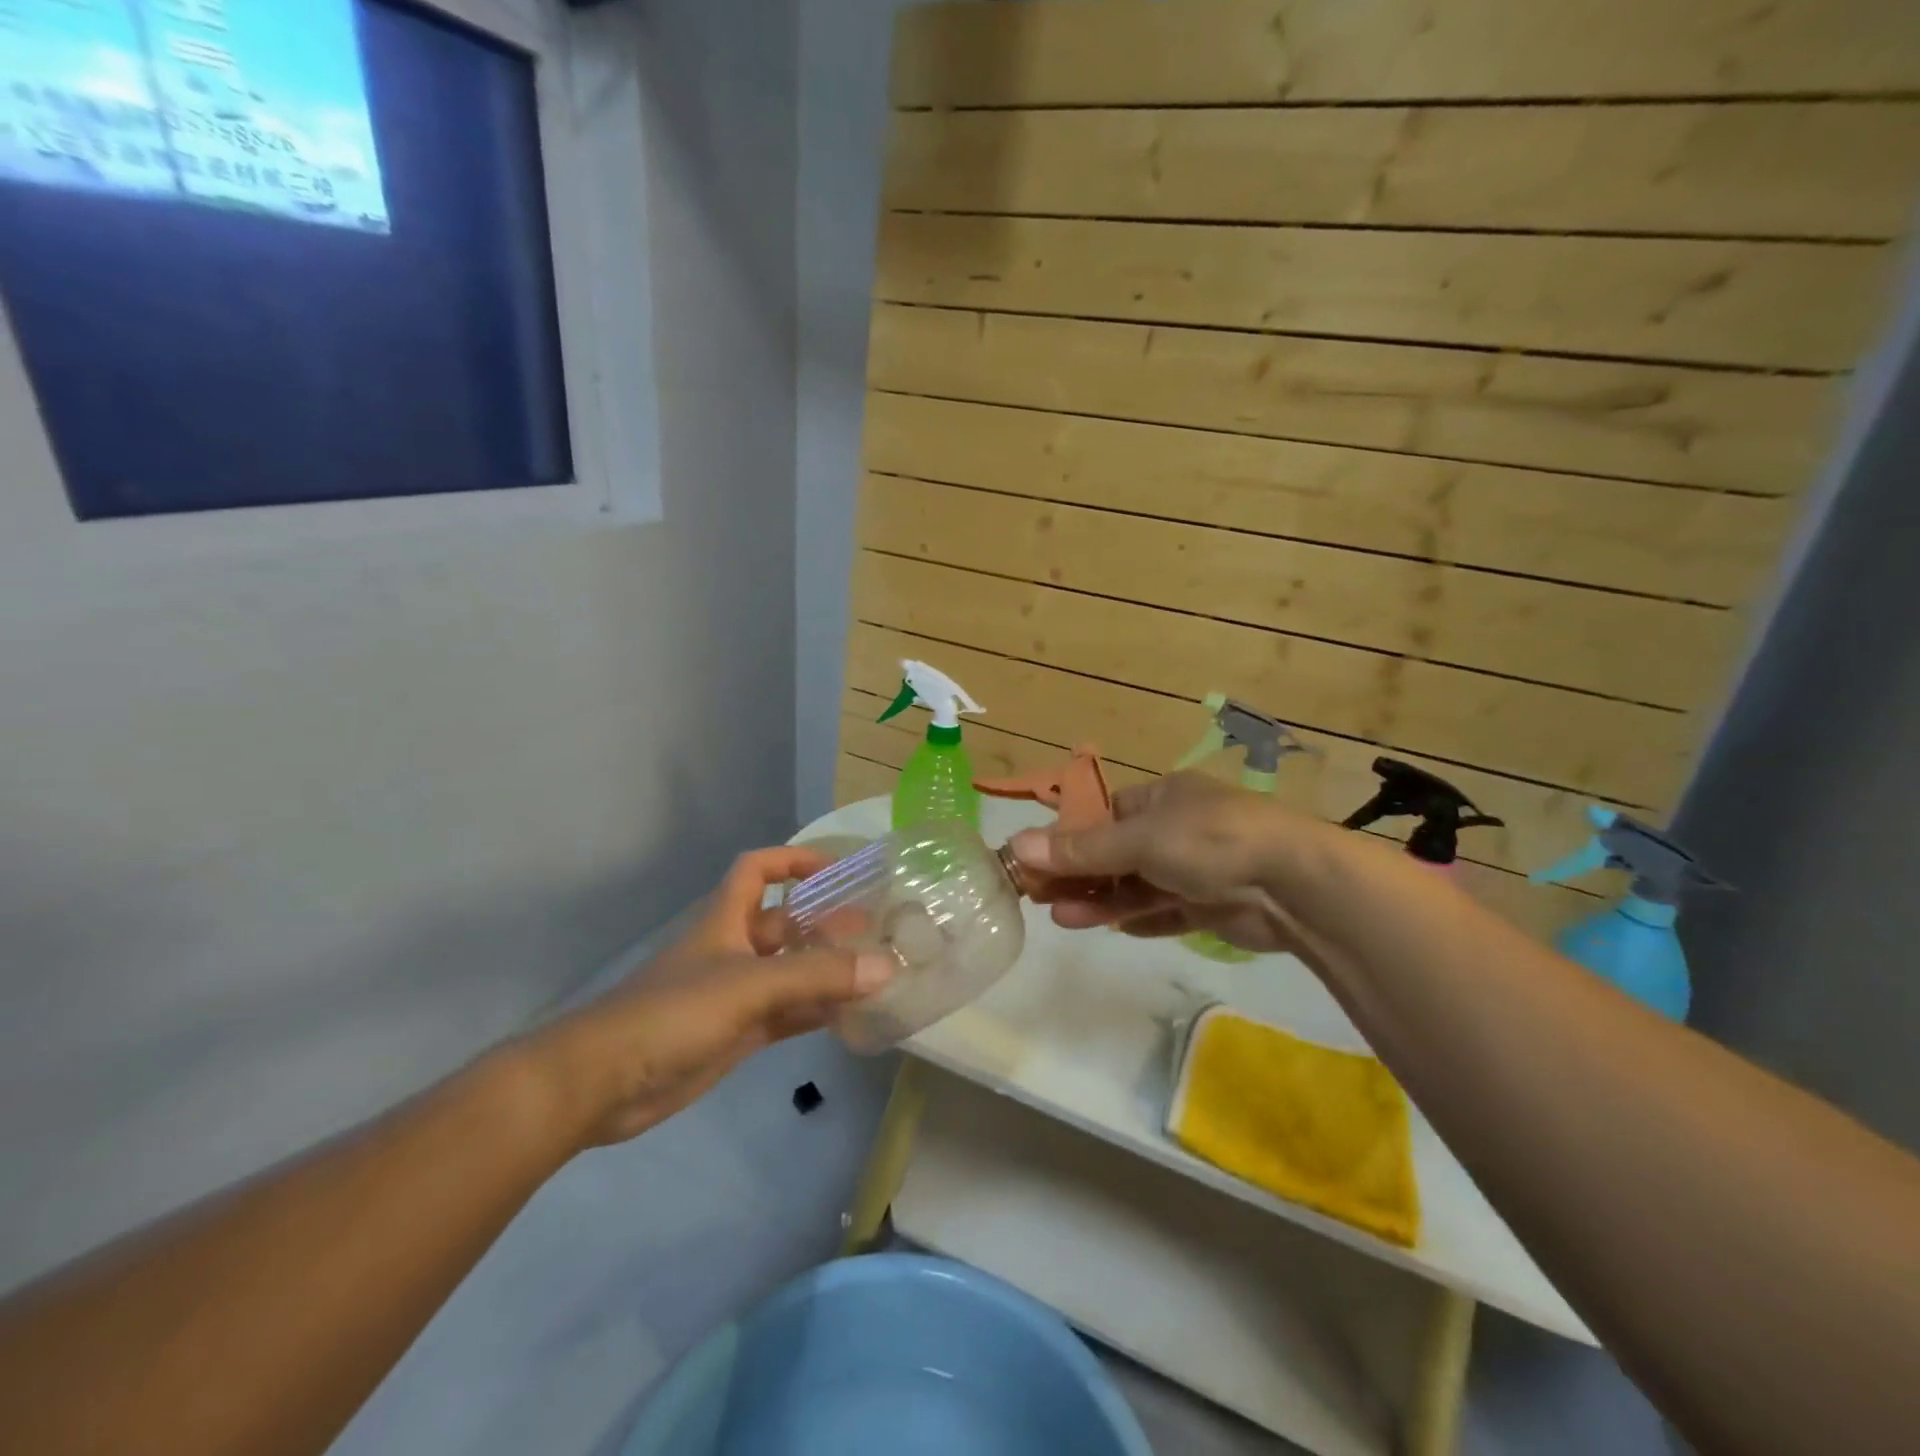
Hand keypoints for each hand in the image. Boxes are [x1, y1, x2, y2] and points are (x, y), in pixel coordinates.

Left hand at [527, 847, 893, 1147]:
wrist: (601, 1083)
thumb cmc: (673, 1012)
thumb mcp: (749, 984)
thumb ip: (817, 976)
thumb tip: (886, 966)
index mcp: (726, 919)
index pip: (759, 869)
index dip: (795, 861)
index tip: (839, 870)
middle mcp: (733, 948)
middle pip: (785, 923)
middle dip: (826, 922)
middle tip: (876, 930)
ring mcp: (734, 994)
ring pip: (790, 972)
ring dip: (826, 971)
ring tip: (875, 972)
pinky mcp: (735, 1033)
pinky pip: (786, 1013)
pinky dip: (815, 1012)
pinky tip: (850, 1016)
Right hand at [1009, 773, 1321, 954]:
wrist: (1295, 883)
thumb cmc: (1210, 840)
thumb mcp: (1139, 839)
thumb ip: (1081, 849)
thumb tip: (1017, 845)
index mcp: (1163, 798)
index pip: (1104, 815)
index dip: (1068, 837)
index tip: (1034, 861)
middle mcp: (1178, 829)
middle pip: (1116, 853)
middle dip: (1080, 875)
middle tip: (1039, 897)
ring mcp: (1197, 868)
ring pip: (1138, 886)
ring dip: (1102, 901)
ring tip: (1063, 918)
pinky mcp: (1213, 905)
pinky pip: (1166, 911)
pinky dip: (1141, 919)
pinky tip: (1115, 929)